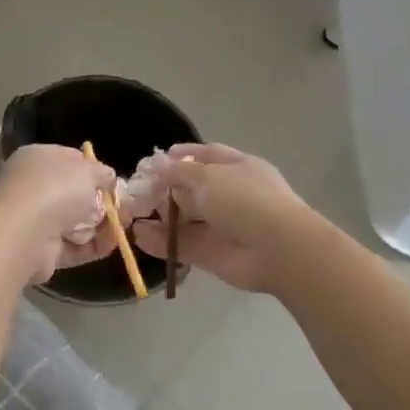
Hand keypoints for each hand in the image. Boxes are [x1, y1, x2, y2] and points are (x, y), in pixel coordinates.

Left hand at [0, 144, 119, 283]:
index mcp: (36, 159)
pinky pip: (73, 246)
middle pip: (74, 193)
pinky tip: (113, 243)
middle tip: (125, 208)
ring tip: (125, 226)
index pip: (69, 160)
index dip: (93, 170)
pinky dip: (93, 245)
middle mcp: (32, 187)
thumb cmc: (55, 189)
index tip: (114, 181)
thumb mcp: (87, 170)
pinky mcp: (41, 250)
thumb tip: (109, 177)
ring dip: (102, 225)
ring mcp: (35, 220)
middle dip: (102, 201)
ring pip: (76, 221)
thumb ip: (102, 172)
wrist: (24, 233)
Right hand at [130, 144, 308, 292]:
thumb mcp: (207, 175)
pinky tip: (139, 236)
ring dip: (161, 217)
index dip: (182, 156)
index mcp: (237, 168)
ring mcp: (222, 226)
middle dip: (166, 189)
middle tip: (138, 191)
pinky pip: (183, 245)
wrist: (276, 248)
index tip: (155, 161)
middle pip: (192, 188)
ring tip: (132, 214)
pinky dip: (161, 242)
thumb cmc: (244, 199)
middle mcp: (230, 195)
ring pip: (186, 219)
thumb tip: (157, 166)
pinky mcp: (213, 254)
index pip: (206, 156)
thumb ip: (178, 172)